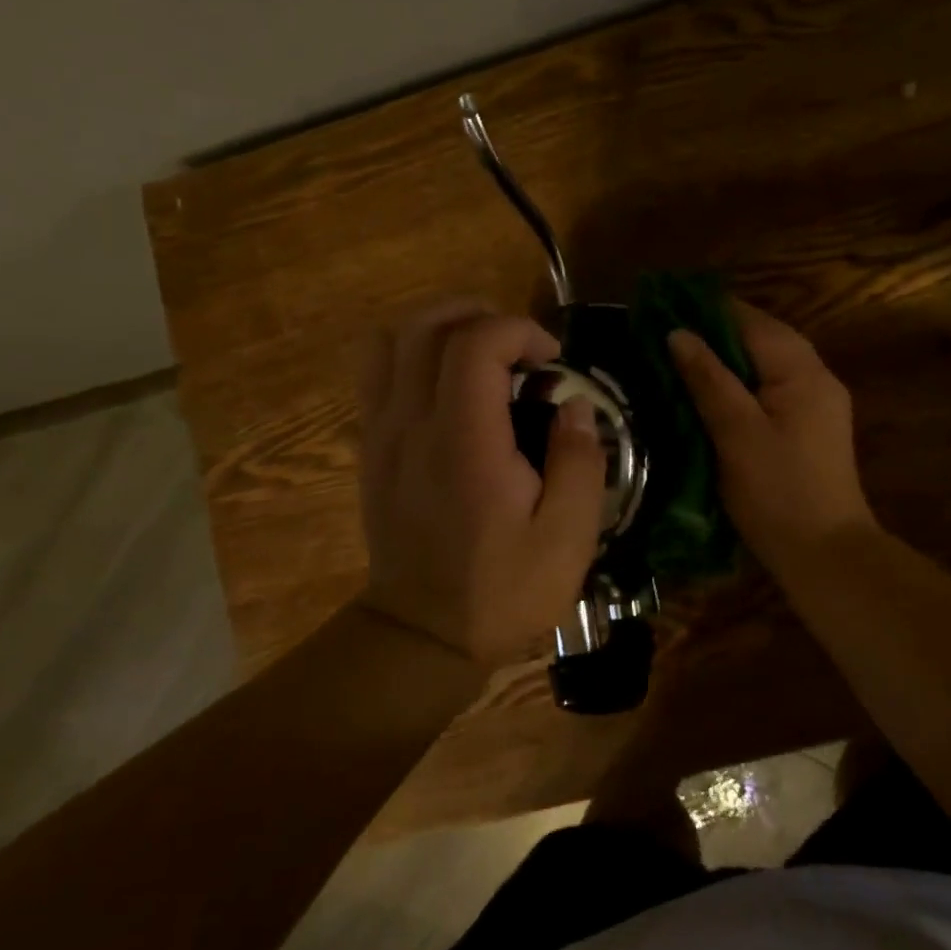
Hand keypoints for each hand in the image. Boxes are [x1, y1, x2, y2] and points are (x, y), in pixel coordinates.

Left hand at [357, 298, 607, 667]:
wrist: (422, 635)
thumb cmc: (501, 590)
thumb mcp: (567, 539)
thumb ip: (580, 462)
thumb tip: (574, 406)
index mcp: (465, 443)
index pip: (476, 343)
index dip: (520, 331)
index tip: (553, 361)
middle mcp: (413, 425)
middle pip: (427, 326)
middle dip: (480, 314)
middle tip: (520, 346)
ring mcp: (382, 433)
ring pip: (391, 340)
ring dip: (439, 326)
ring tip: (481, 350)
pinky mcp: (371, 447)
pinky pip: (376, 372)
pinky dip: (411, 354)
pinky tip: (447, 383)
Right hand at [668, 302, 877, 577]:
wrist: (825, 555)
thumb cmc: (778, 492)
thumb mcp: (736, 433)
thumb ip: (708, 379)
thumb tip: (678, 333)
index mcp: (802, 371)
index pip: (751, 321)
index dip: (708, 310)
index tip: (664, 307)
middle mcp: (816, 376)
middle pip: (762, 337)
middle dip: (715, 332)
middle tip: (665, 336)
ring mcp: (817, 403)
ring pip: (766, 363)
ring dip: (727, 357)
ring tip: (680, 359)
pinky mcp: (810, 427)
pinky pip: (771, 387)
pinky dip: (741, 382)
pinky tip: (712, 394)